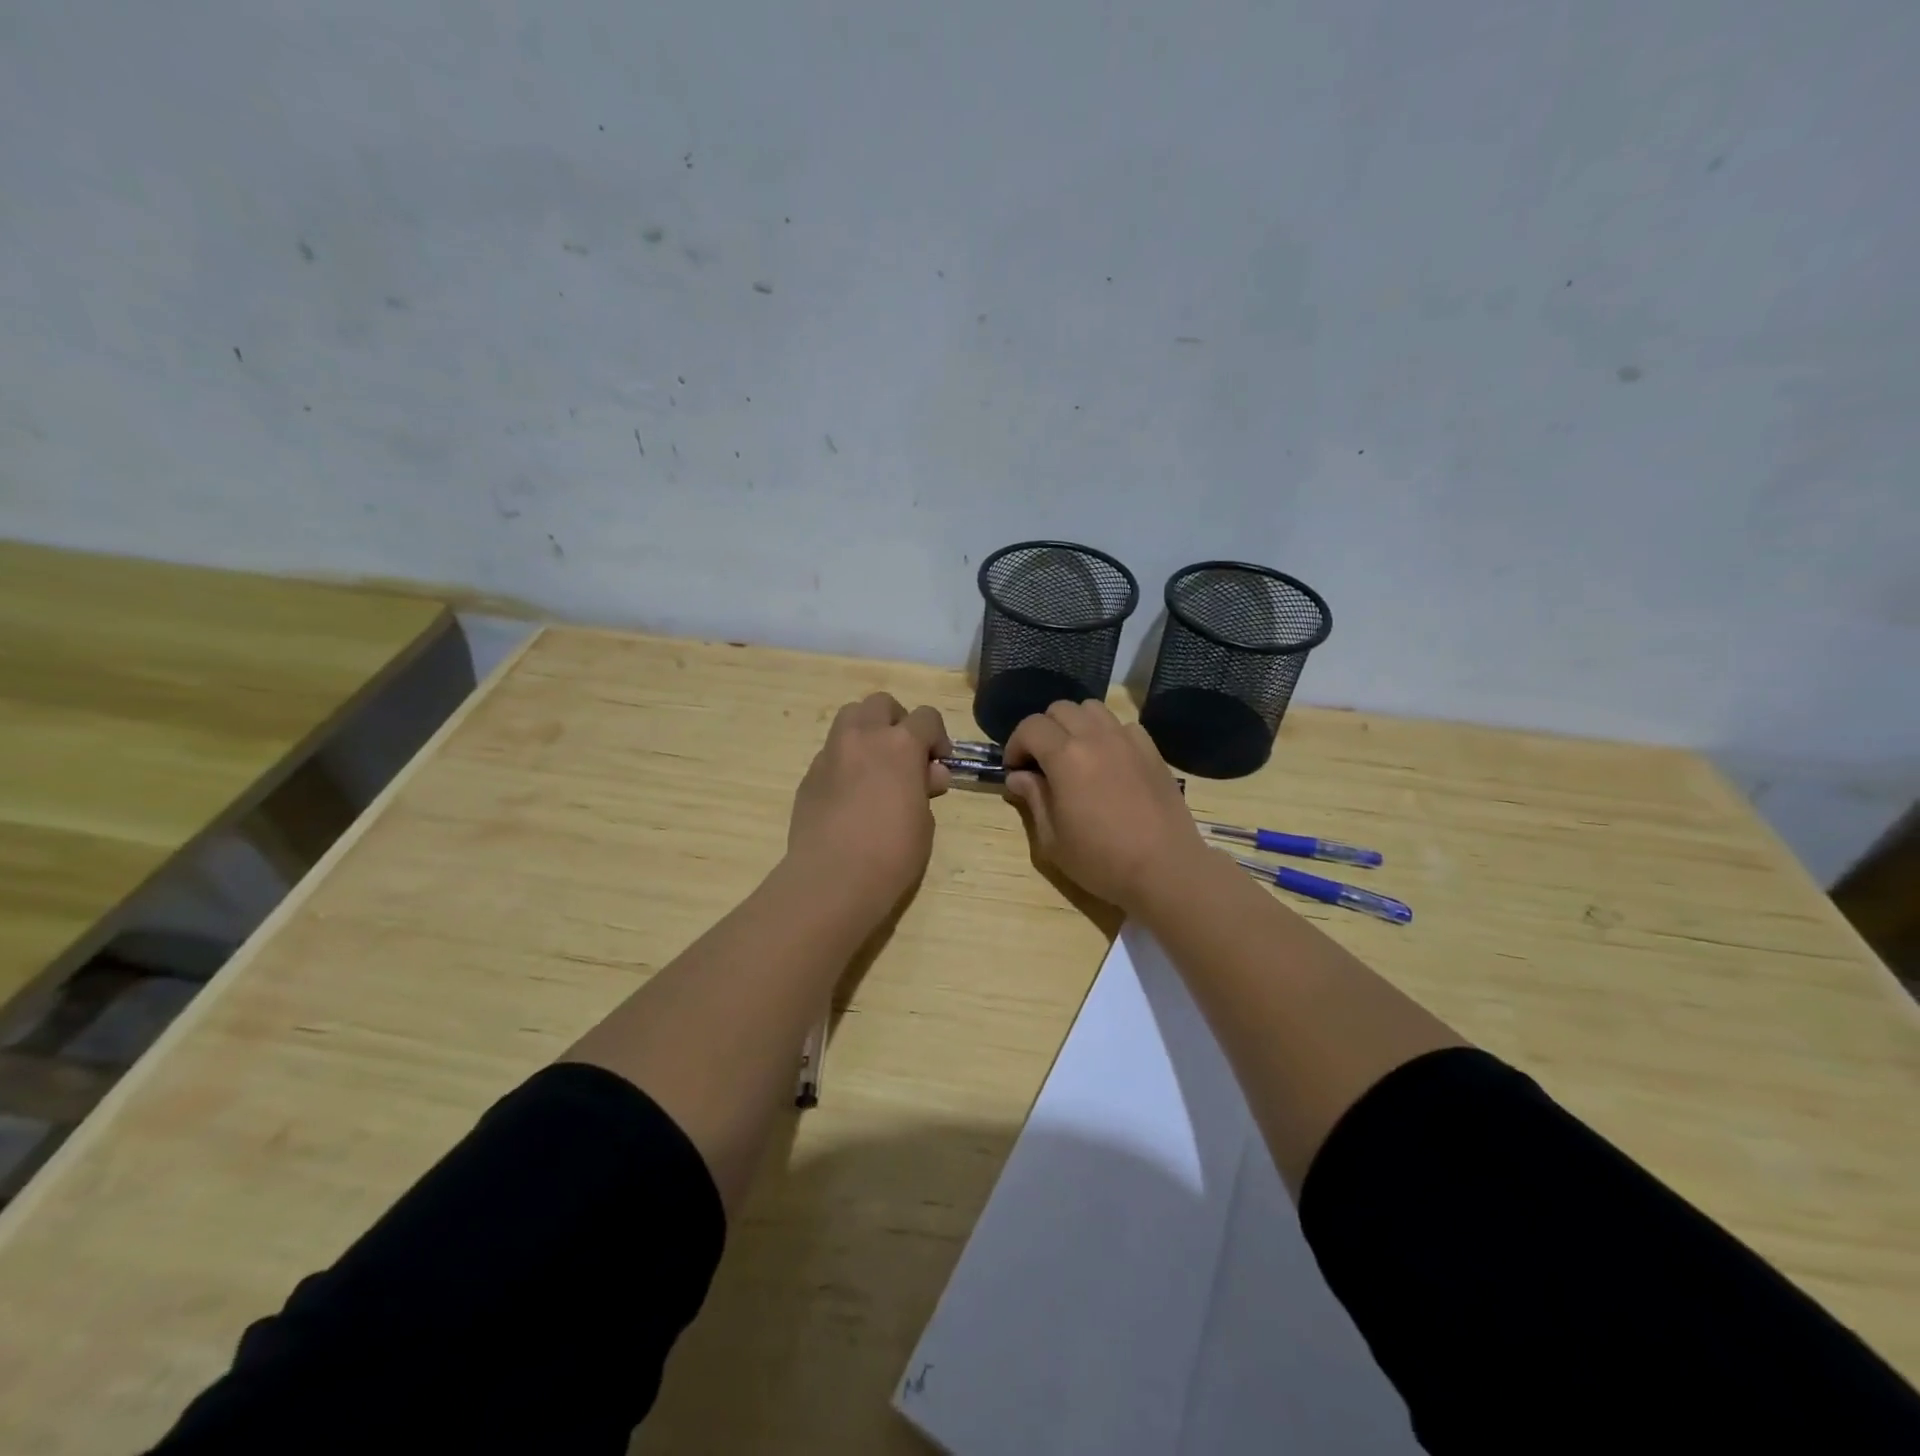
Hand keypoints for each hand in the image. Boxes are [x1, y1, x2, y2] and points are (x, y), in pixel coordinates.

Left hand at [787, 693, 951, 911]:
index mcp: (900, 744)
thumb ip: (925, 787)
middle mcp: (863, 737)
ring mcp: (831, 753)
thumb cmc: (892, 852)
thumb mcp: (924, 820)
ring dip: (867, 732)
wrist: (832, 878)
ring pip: (849, 718)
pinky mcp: (809, 775)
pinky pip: (832, 753)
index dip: (937, 738)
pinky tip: (851, 794)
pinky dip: (846, 761)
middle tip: (905, 756)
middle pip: (881, 704)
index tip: (939, 765)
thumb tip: (927, 774)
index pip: (926, 717)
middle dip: (897, 722)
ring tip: (876, 767)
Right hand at [1003, 699, 1206, 910]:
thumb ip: (1033, 799)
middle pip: (1060, 709)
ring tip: (1074, 755)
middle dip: (1043, 731)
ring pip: (1092, 709)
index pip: (1030, 727)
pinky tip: (1108, 762)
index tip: (1015, 770)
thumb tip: (1018, 777)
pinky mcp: (1151, 750)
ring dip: (1075, 725)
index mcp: (1065, 756)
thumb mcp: (1052, 839)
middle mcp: (1096, 737)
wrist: (1165, 869)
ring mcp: (1127, 740)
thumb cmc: (1102, 860)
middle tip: (1041, 762)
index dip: (1015, 745)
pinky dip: (1107, 734)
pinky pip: (1122, 725)